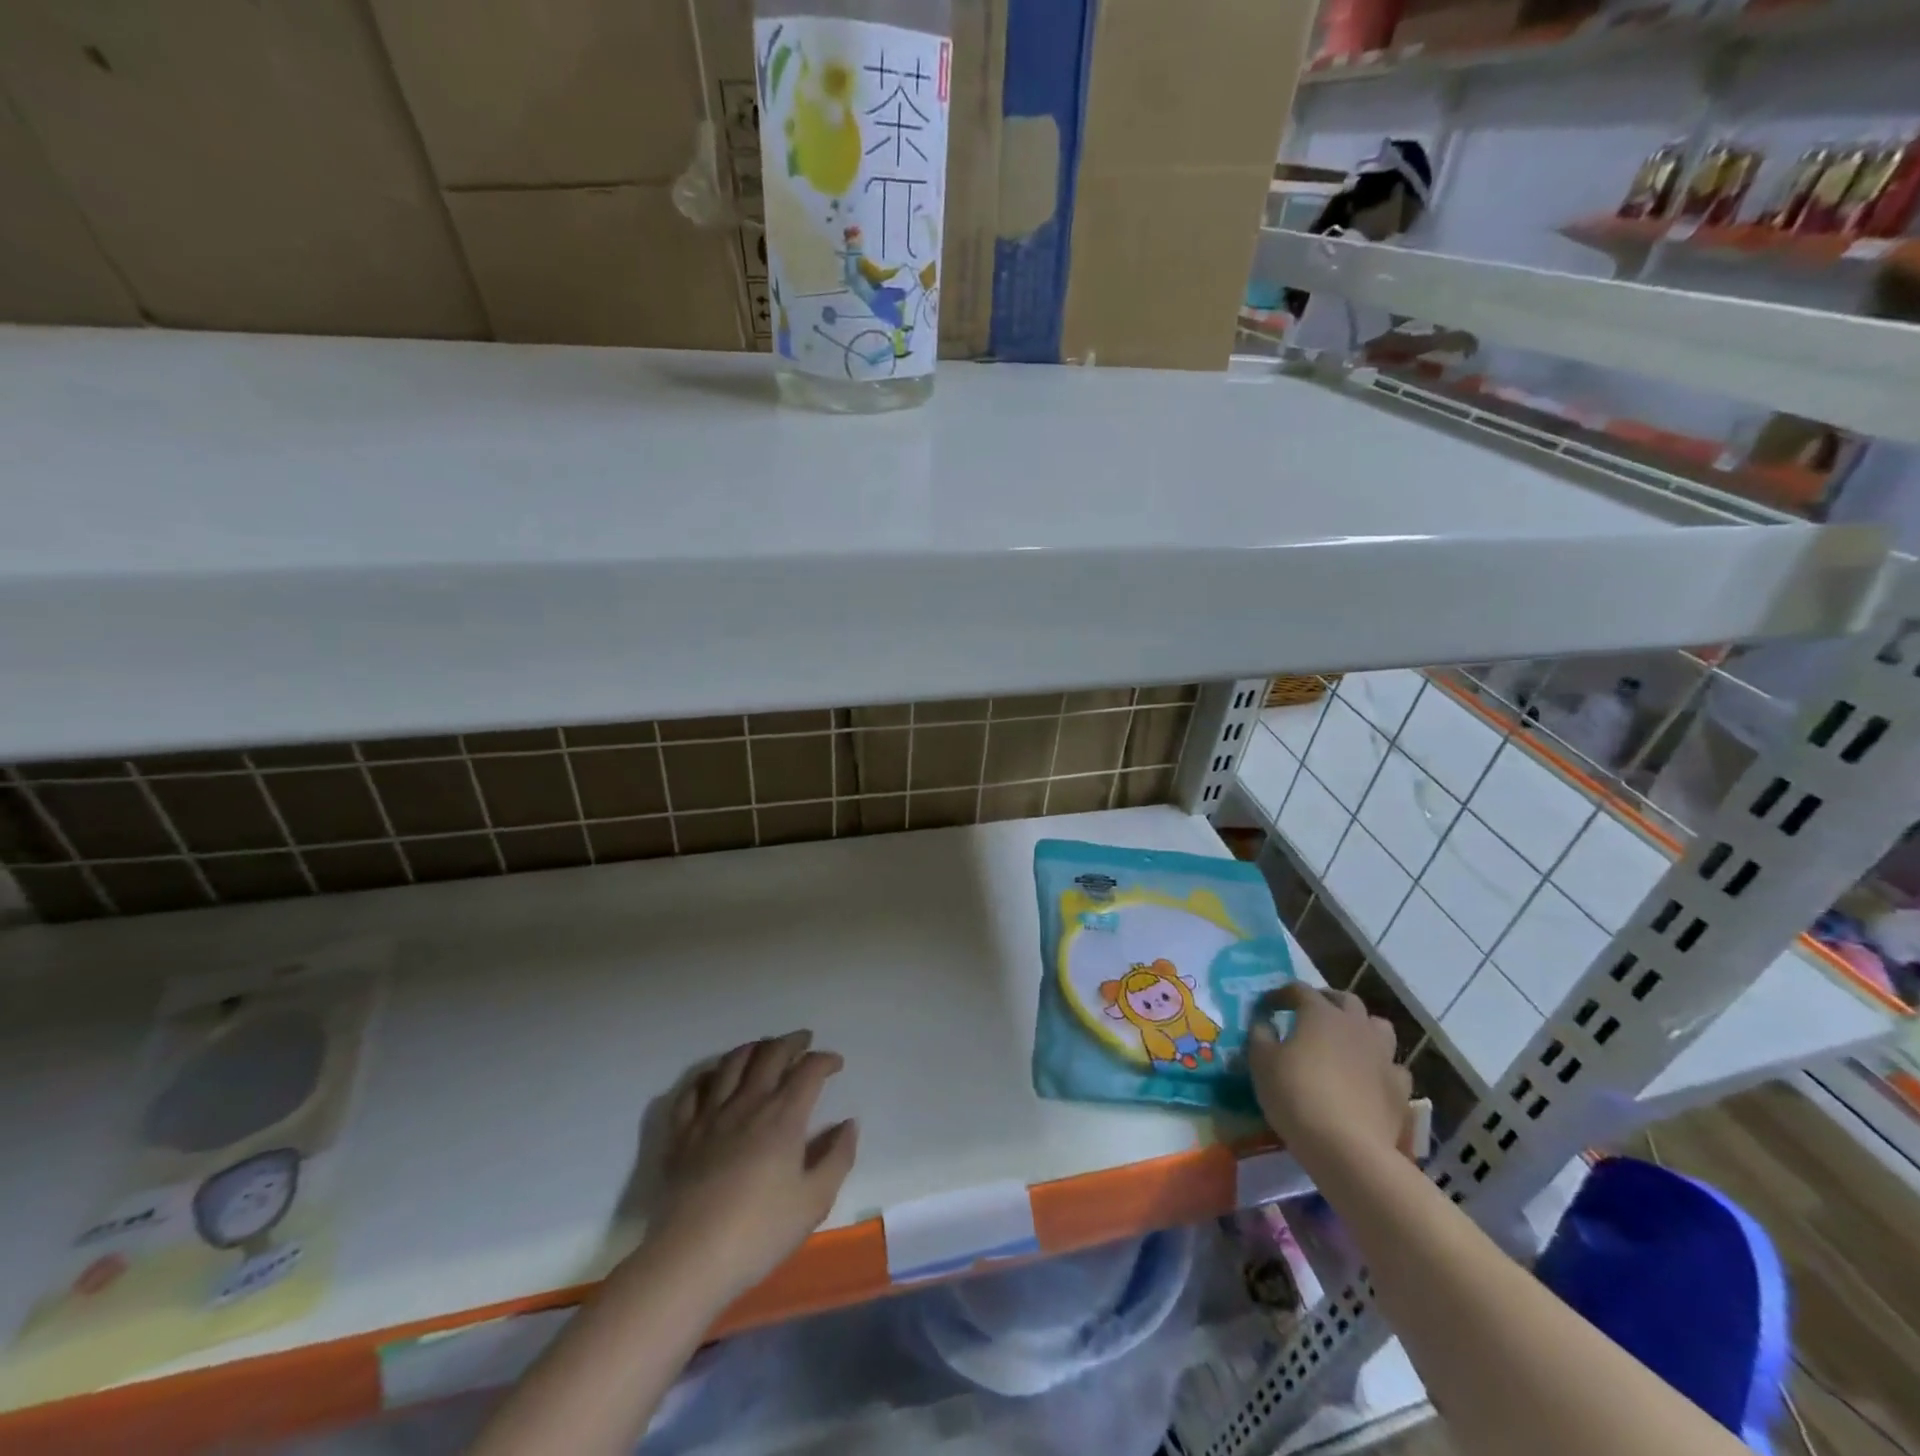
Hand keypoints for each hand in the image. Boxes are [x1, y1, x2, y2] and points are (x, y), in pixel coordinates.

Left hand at [643, 1030, 857, 1299]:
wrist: (690, 1259)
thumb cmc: (759, 1232)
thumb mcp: (815, 1201)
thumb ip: (837, 1157)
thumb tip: (849, 1124)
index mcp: (783, 1116)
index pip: (809, 1070)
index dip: (825, 1060)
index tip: (835, 1064)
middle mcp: (748, 1103)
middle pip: (771, 1054)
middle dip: (792, 1042)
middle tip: (803, 1041)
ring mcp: (710, 1115)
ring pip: (732, 1063)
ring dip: (753, 1048)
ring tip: (764, 1049)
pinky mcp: (682, 1133)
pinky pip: (694, 1090)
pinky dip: (708, 1075)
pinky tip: (715, 1077)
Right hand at [1247, 984, 1411, 1170]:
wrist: (1347, 1148)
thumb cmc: (1296, 1095)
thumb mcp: (1261, 1062)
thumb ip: (1260, 1035)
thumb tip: (1264, 1022)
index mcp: (1320, 1014)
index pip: (1298, 990)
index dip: (1280, 995)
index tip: (1266, 1007)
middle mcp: (1355, 1026)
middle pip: (1345, 1000)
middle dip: (1326, 1001)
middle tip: (1309, 1015)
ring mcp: (1383, 1056)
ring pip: (1378, 1027)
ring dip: (1361, 1028)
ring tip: (1345, 1042)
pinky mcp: (1400, 1089)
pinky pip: (1392, 1067)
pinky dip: (1379, 1067)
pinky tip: (1368, 1080)